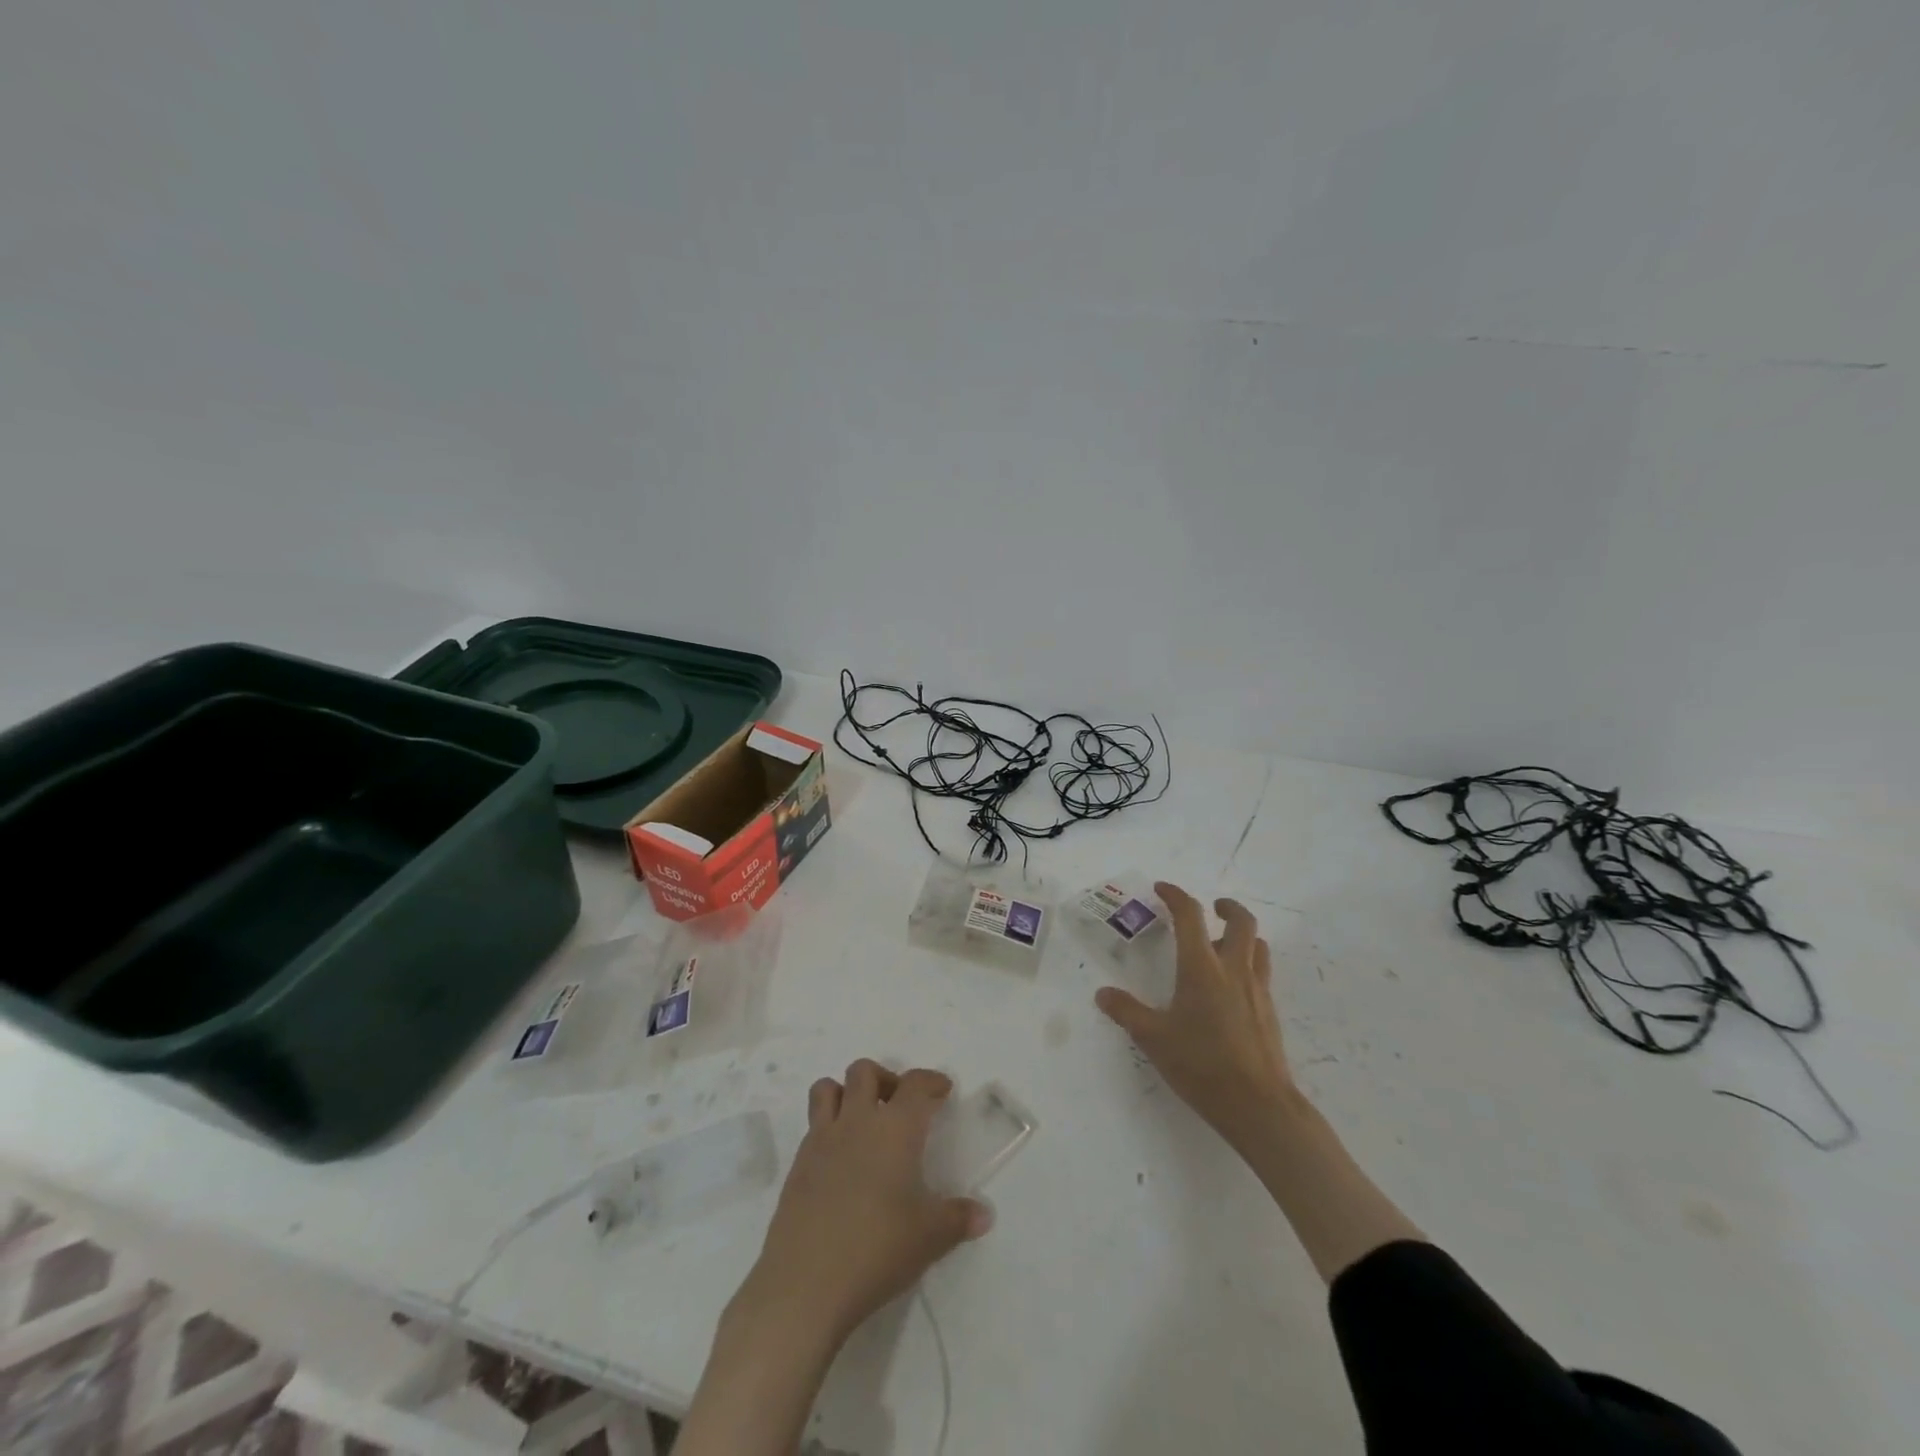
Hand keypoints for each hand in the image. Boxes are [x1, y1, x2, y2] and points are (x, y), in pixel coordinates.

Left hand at [731, 1060, 991, 1348]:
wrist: (806, 1283)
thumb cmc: (877, 1249)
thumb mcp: (930, 1237)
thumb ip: (959, 1219)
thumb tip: (984, 1214)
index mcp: (895, 1128)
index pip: (915, 1084)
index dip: (931, 1081)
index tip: (942, 1091)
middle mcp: (857, 1121)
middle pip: (865, 1071)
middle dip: (884, 1079)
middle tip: (899, 1106)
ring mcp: (822, 1139)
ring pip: (828, 1088)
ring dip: (847, 1094)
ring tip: (862, 1121)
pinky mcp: (798, 1164)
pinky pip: (812, 1125)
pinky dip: (827, 1128)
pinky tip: (840, 1161)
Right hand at [1095, 883, 1299, 1152]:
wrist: (1259, 1105)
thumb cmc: (1202, 1065)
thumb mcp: (1154, 1039)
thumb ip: (1127, 1012)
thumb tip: (1103, 994)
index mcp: (1202, 968)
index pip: (1190, 916)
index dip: (1176, 896)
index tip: (1162, 889)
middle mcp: (1233, 970)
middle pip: (1242, 921)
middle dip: (1226, 907)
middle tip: (1211, 909)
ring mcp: (1257, 990)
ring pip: (1258, 946)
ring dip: (1242, 935)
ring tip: (1223, 945)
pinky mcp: (1269, 1012)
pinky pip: (1262, 972)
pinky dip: (1249, 963)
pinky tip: (1231, 987)